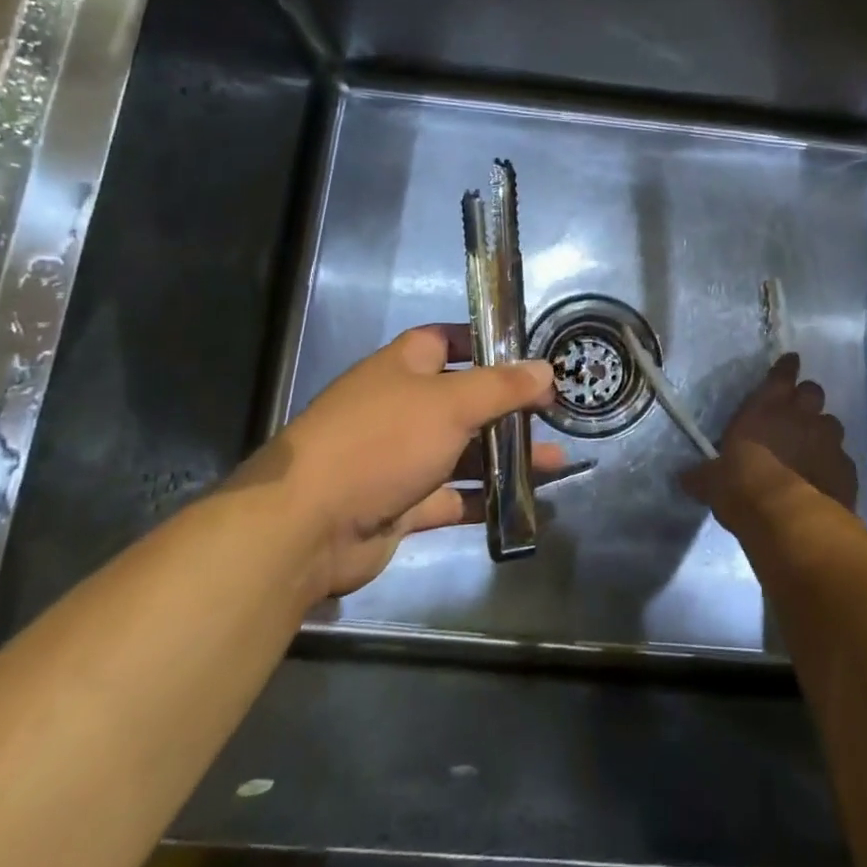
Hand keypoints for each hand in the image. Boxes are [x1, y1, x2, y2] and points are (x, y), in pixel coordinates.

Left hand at [236, 324, 558, 597]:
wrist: (309, 525)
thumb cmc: (381, 443)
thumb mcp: (450, 404)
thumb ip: (502, 387)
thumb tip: (546, 369)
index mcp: (402, 368)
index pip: (445, 341)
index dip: (483, 342)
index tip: (525, 354)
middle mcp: (400, 408)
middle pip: (462, 400)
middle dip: (507, 407)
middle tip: (554, 412)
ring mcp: (399, 458)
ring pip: (463, 451)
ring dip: (505, 456)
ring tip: (557, 460)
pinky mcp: (401, 504)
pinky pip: (452, 496)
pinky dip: (485, 499)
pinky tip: (526, 501)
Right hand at [683, 353, 858, 519]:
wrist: (789, 520)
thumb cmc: (742, 487)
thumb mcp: (712, 482)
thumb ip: (703, 475)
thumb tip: (683, 477)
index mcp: (766, 407)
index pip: (781, 374)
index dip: (786, 367)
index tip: (790, 362)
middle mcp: (802, 416)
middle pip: (813, 392)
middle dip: (806, 399)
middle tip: (797, 412)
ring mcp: (829, 442)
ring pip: (832, 424)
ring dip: (821, 432)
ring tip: (811, 449)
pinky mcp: (847, 470)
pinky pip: (842, 460)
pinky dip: (833, 466)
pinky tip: (824, 480)